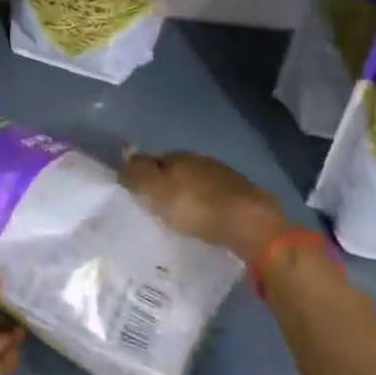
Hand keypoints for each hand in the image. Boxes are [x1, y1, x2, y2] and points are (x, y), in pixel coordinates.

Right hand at [122, 150, 287, 258]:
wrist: (250, 224)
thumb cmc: (195, 207)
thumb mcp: (156, 190)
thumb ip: (138, 172)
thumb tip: (125, 149)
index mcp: (179, 156)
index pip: (154, 159)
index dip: (145, 173)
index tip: (138, 191)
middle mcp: (202, 161)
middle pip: (178, 170)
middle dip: (168, 184)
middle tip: (158, 205)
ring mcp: (226, 177)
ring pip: (199, 182)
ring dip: (190, 194)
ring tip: (182, 215)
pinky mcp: (244, 196)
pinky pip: (217, 197)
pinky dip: (209, 205)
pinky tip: (206, 219)